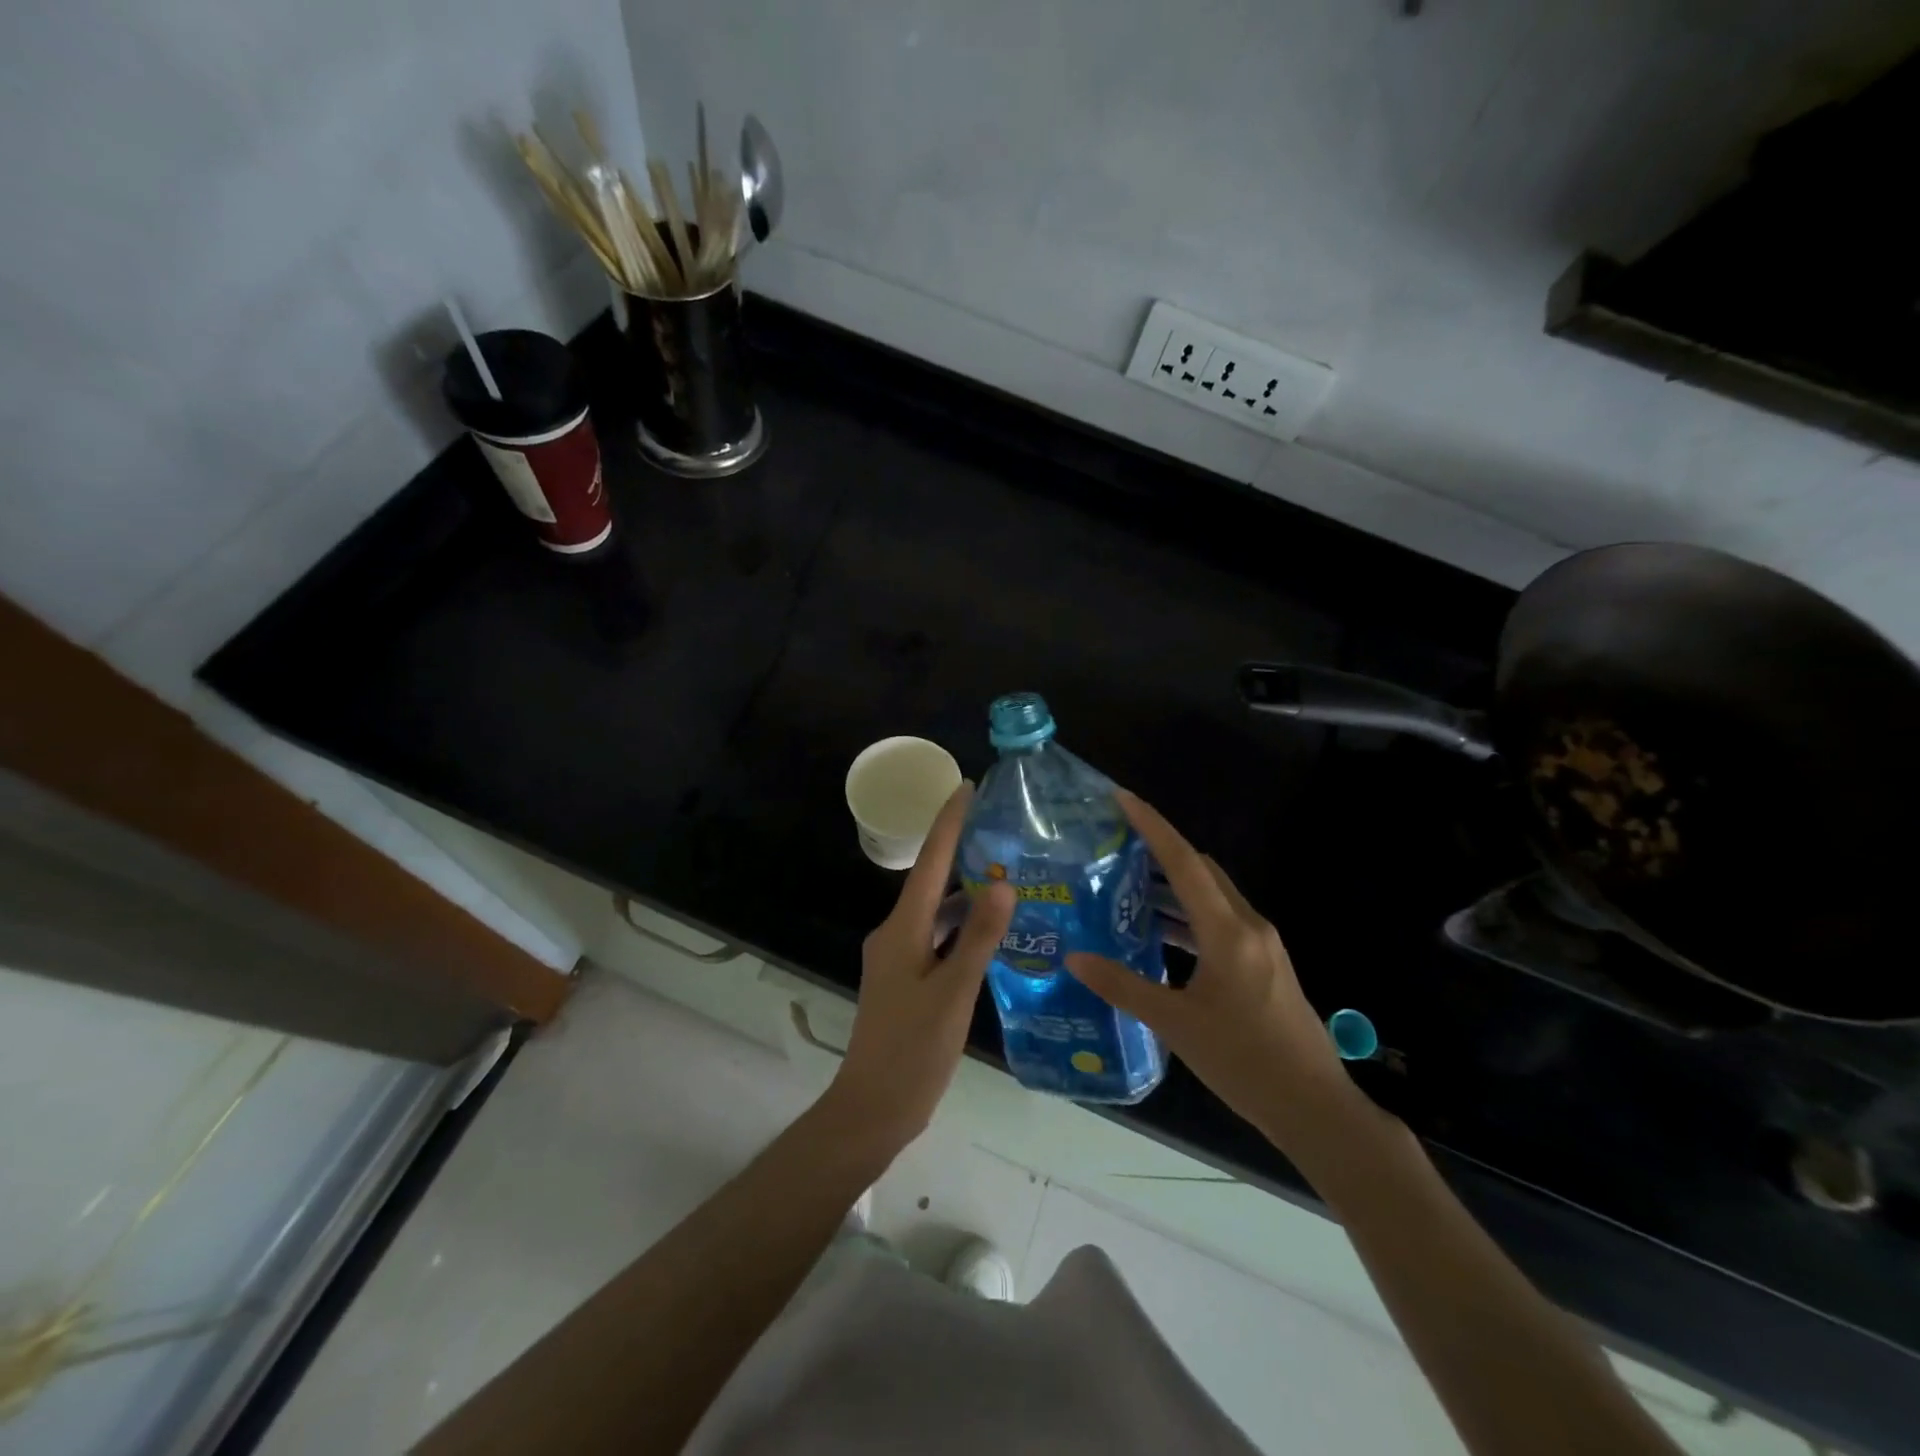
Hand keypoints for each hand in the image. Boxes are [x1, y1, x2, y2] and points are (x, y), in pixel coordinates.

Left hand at [825, 783, 1015, 1156]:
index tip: (967, 787)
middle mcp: (896, 934)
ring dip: (967, 894)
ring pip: (937, 913)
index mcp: (902, 929)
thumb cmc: (913, 1050)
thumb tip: (1003, 882)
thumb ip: (978, 937)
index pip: (929, 861)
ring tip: (1011, 876)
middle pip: (932, 881)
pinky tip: (992, 933)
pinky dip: (962, 929)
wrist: (872, 1109)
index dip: (948, 822)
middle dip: (963, 852)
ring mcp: (899, 958)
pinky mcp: (907, 979)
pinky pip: (937, 939)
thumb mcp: (954, 992)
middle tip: (1004, 830)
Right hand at [1066, 790, 1362, 1150]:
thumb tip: (1074, 959)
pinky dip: (1190, 916)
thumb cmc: (1244, 1062)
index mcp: (1228, 931)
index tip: (1122, 798)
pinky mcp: (1265, 965)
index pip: (1184, 862)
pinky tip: (1161, 934)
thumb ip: (1123, 986)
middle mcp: (1249, 926)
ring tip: (1128, 886)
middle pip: (1201, 870)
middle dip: (1160, 851)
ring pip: (1212, 896)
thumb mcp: (1176, 1024)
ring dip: (1174, 886)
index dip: (1152, 826)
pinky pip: (1221, 921)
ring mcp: (1262, 945)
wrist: (1315, 1108)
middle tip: (1116, 846)